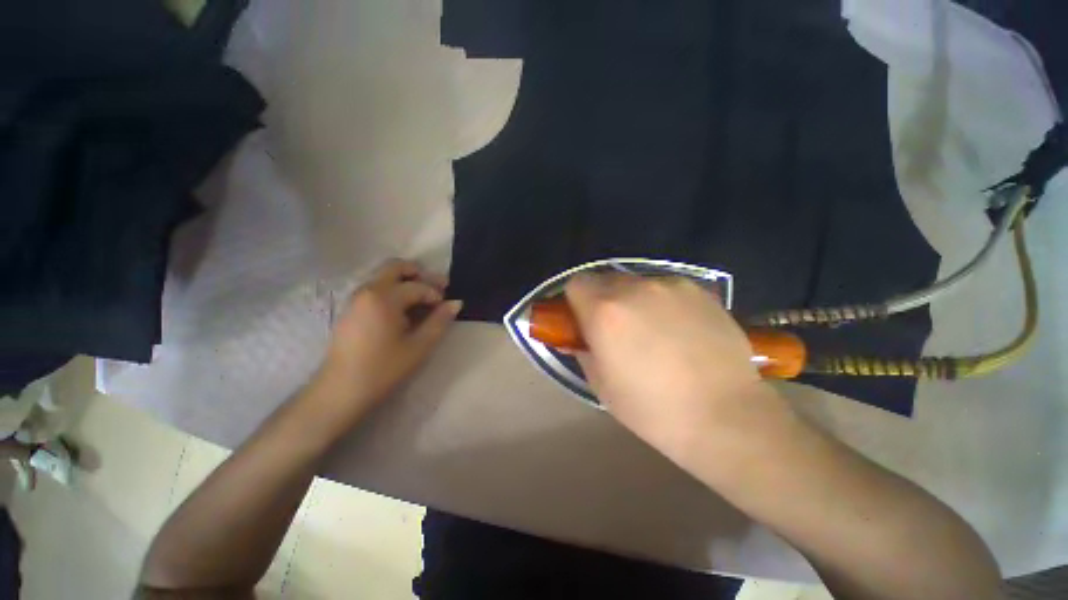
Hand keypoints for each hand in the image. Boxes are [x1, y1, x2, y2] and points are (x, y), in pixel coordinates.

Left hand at [314, 259, 461, 419]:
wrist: (340, 391)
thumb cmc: (384, 368)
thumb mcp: (419, 346)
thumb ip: (439, 321)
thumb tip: (456, 303)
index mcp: (383, 298)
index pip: (417, 286)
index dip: (435, 294)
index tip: (445, 307)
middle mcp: (367, 291)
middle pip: (395, 267)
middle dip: (420, 273)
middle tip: (438, 286)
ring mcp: (355, 298)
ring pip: (384, 276)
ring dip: (406, 281)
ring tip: (423, 300)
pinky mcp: (350, 309)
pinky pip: (375, 289)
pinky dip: (393, 290)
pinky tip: (404, 310)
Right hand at [565, 273, 786, 465]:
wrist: (726, 416)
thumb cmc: (652, 408)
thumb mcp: (601, 384)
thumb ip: (582, 350)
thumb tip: (578, 336)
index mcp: (604, 311)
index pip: (575, 283)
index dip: (576, 301)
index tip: (584, 320)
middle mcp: (634, 288)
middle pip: (604, 279)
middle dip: (602, 299)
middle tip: (616, 328)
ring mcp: (669, 285)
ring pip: (635, 282)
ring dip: (632, 300)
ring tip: (652, 330)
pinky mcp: (698, 289)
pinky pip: (665, 288)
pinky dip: (661, 302)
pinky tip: (679, 329)